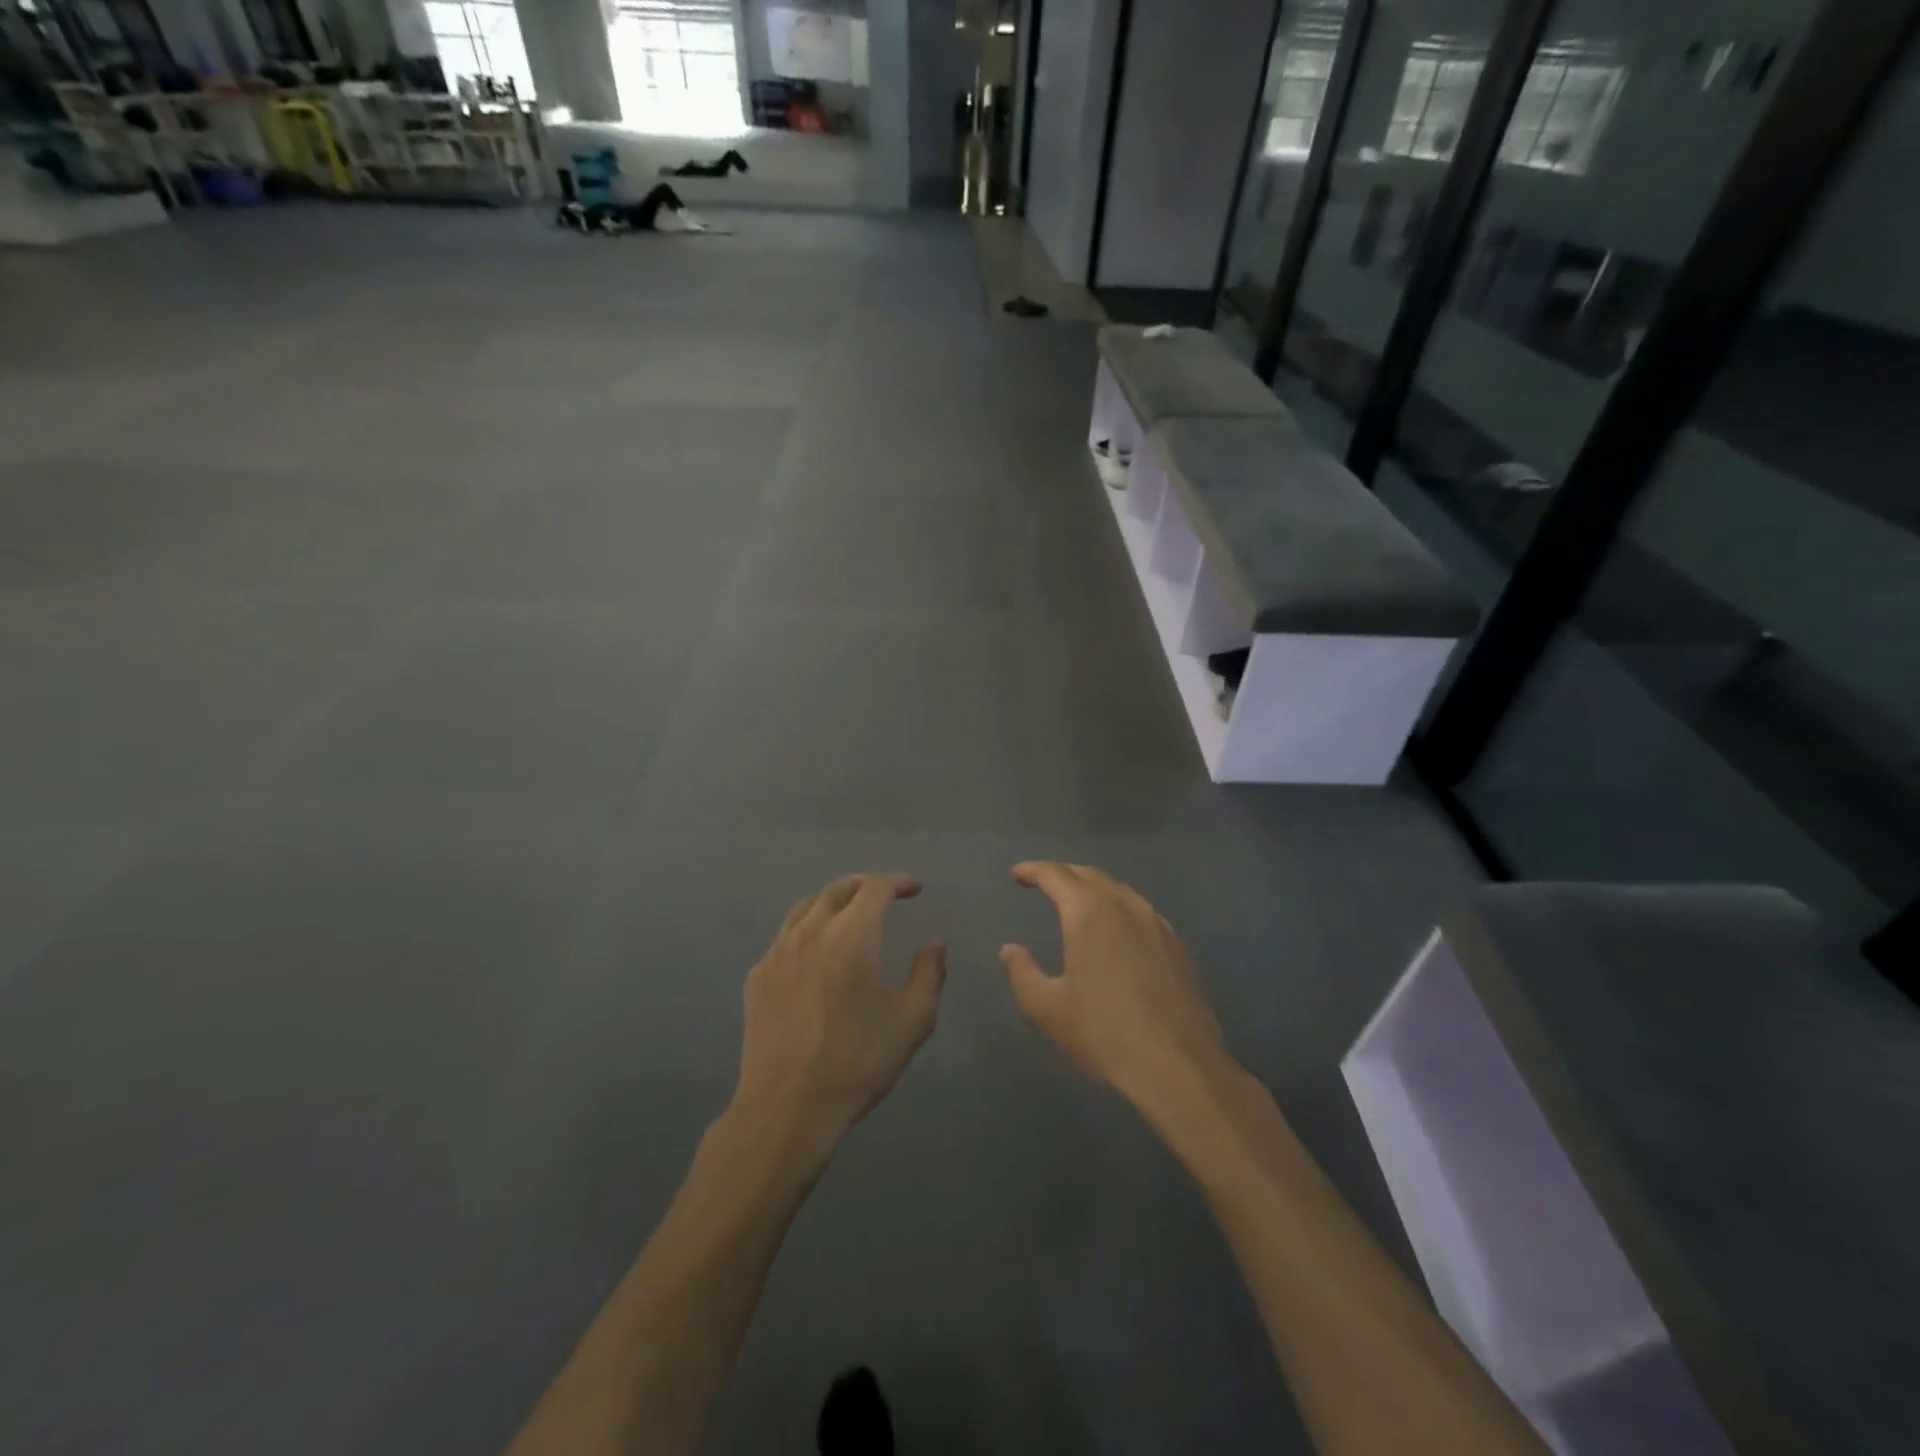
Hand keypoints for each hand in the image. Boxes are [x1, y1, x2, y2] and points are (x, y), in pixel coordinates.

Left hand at [734, 873, 946, 1155]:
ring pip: (805, 908)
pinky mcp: (757, 977)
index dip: (897, 882)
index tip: (915, 889)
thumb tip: (934, 943)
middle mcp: (810, 932)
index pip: (874, 888)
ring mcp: (777, 953)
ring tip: (850, 912)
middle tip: (885, 892)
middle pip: (837, 889)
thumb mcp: (913, 1019)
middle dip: (865, 884)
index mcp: (850, 935)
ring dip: (833, 901)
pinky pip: (785, 937)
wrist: (787, 1107)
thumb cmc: (857, 1060)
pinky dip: (807, 929)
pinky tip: (816, 952)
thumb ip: (929, 972)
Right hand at [1001, 863, 1235, 1123]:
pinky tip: (1118, 932)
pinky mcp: (1179, 947)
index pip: (1056, 875)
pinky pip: (1142, 913)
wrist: (1179, 1068)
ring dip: (1094, 889)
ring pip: (1120, 891)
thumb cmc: (1103, 1034)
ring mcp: (1158, 924)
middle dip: (1063, 874)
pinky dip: (1120, 909)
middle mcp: (1125, 906)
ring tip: (1078, 903)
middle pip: (1090, 875)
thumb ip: (1022, 974)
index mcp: (1089, 913)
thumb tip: (1011, 950)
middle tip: (1043, 882)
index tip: (1016, 874)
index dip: (1033, 870)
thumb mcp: (1046, 1010)